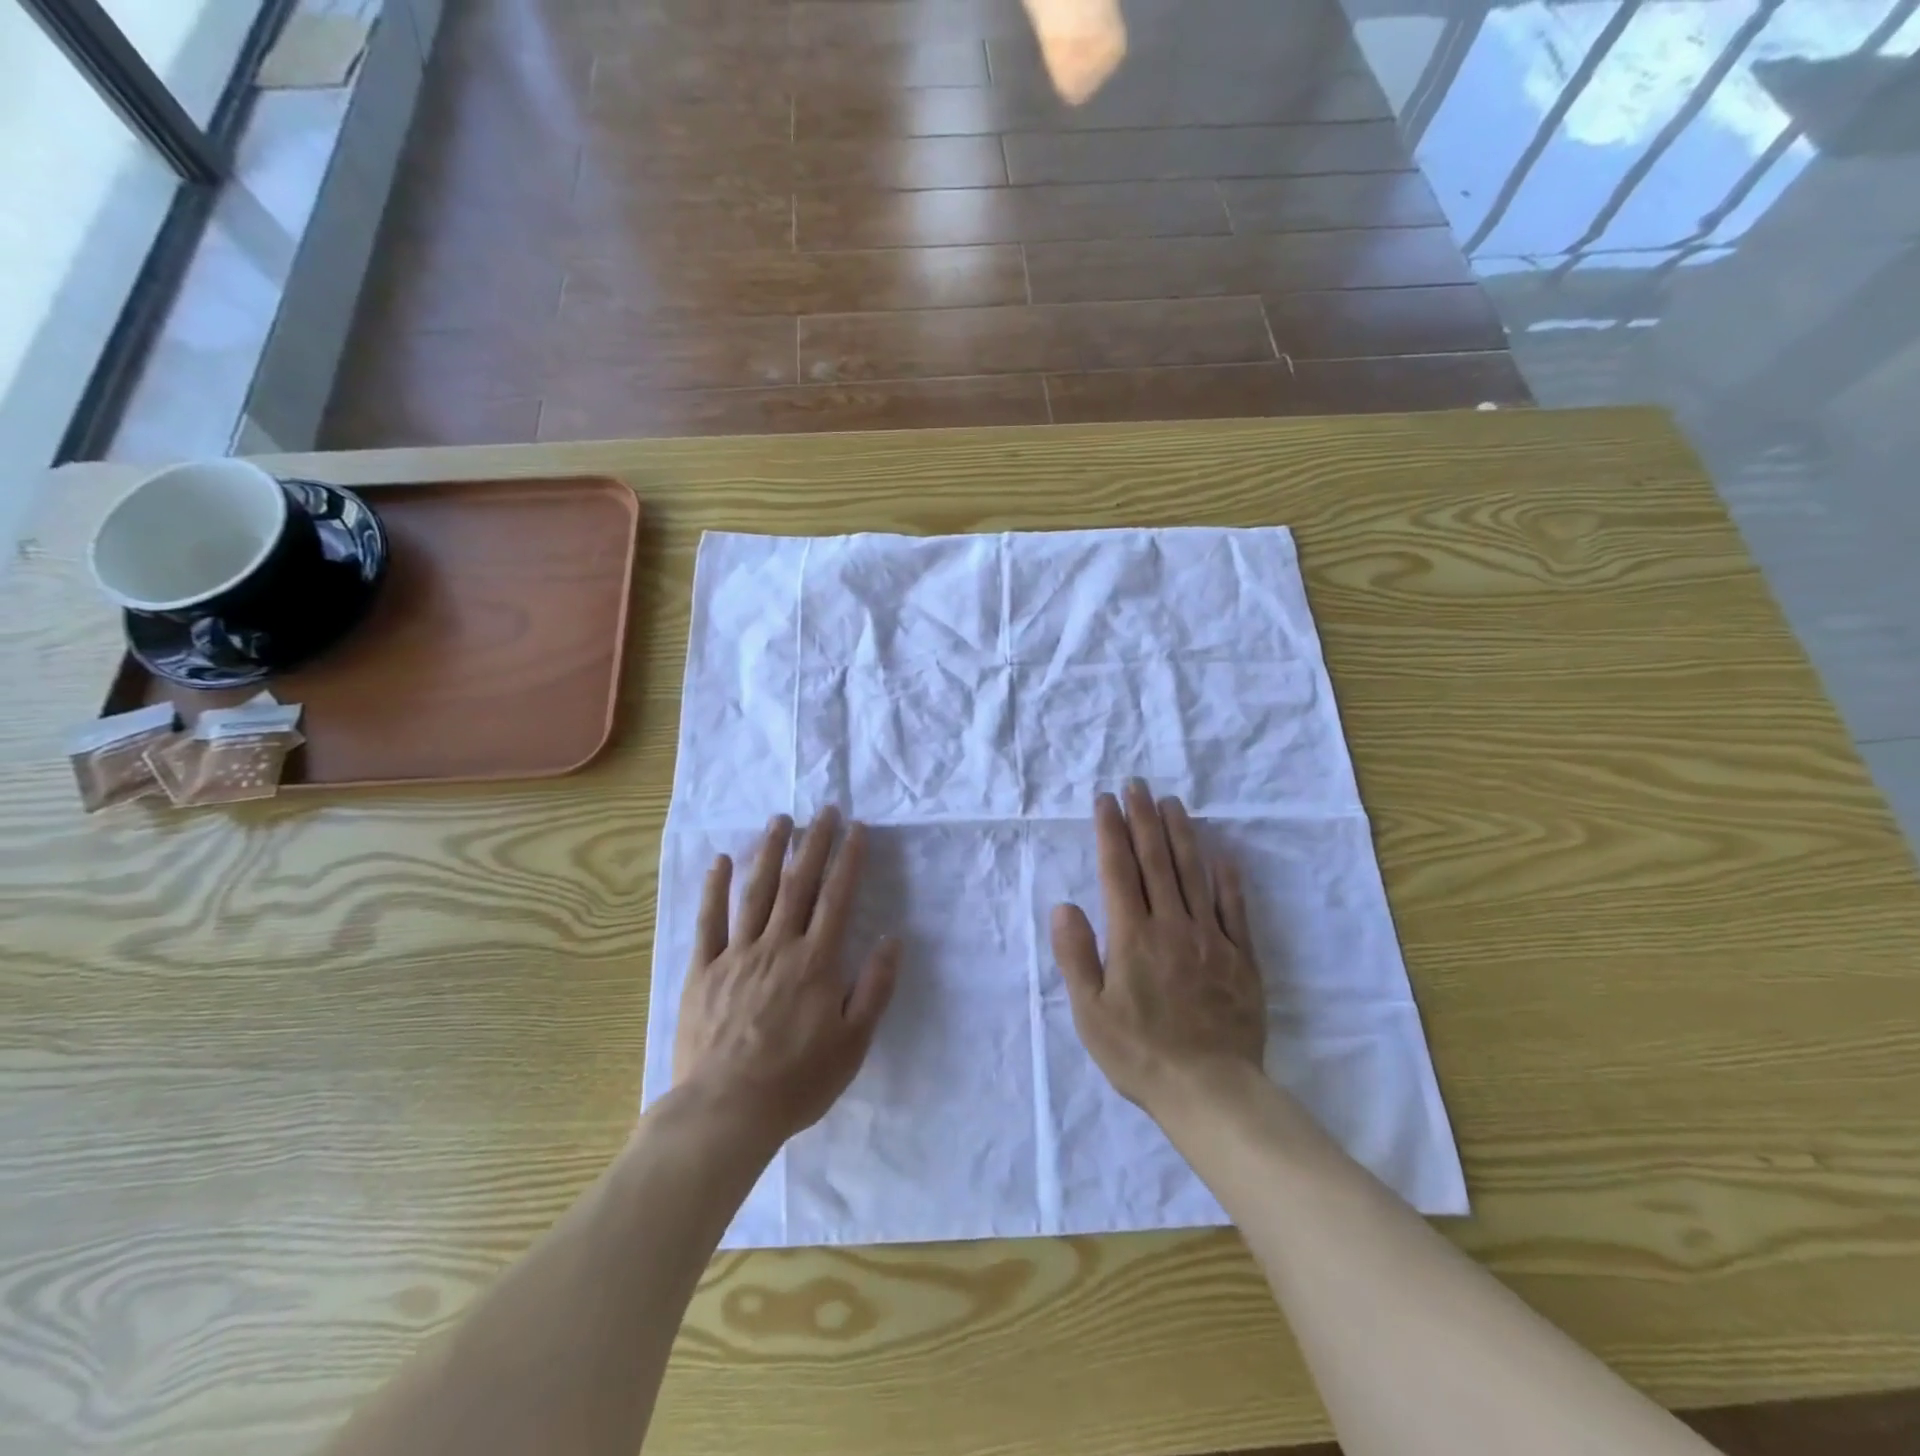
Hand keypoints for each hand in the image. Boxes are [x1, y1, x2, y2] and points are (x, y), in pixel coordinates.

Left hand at [672, 808, 900, 1148]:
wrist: (726, 1112)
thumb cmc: (797, 1081)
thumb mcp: (853, 1043)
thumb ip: (875, 988)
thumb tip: (893, 939)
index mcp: (816, 962)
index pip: (837, 898)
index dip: (849, 859)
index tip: (857, 828)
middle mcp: (777, 946)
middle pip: (799, 884)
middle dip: (814, 844)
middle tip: (824, 811)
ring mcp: (736, 955)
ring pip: (756, 892)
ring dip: (770, 852)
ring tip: (780, 820)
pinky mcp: (703, 971)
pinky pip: (708, 922)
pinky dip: (715, 888)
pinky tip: (722, 860)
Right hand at [1051, 781, 1266, 1114]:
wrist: (1211, 1091)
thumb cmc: (1140, 1054)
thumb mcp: (1090, 1013)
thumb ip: (1075, 955)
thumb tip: (1064, 906)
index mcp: (1133, 936)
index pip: (1118, 870)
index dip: (1111, 830)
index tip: (1106, 800)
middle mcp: (1172, 926)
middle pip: (1156, 860)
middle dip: (1144, 818)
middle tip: (1138, 784)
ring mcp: (1211, 938)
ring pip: (1194, 873)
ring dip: (1181, 834)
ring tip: (1172, 803)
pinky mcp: (1241, 957)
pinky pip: (1234, 908)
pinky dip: (1226, 878)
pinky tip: (1222, 855)